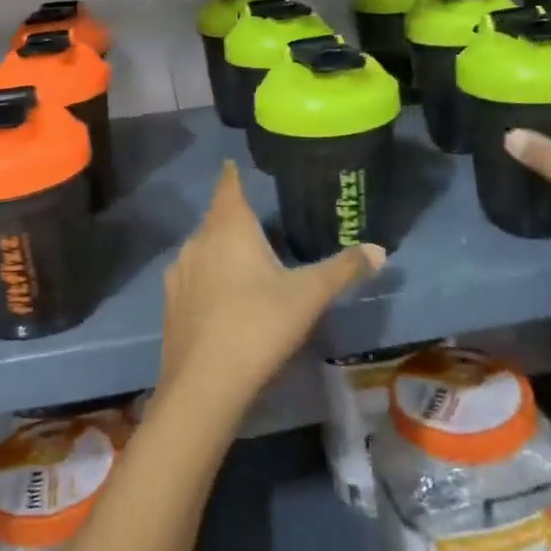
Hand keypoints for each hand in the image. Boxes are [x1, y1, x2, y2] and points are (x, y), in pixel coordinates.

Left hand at [159, 161, 382, 411]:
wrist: (204, 384)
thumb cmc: (259, 325)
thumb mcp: (309, 295)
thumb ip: (343, 269)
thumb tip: (380, 249)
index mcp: (229, 227)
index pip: (228, 186)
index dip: (232, 174)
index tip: (233, 165)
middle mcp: (198, 240)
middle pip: (216, 218)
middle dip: (232, 216)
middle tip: (255, 221)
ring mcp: (179, 272)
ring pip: (201, 248)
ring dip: (218, 249)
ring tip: (241, 261)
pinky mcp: (169, 303)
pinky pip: (191, 277)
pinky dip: (206, 278)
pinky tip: (220, 299)